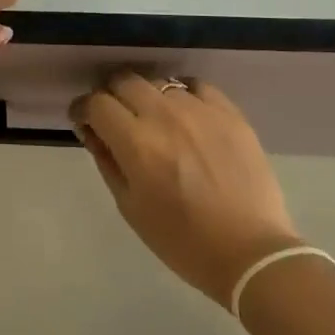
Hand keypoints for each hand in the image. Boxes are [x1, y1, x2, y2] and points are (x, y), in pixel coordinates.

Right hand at [71, 73, 300, 304]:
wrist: (251, 253)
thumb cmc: (182, 240)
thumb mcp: (130, 207)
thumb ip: (107, 161)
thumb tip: (92, 131)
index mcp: (136, 143)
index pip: (96, 103)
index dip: (83, 109)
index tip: (84, 121)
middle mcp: (165, 117)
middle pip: (124, 81)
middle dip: (111, 96)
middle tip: (115, 118)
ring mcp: (201, 111)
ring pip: (159, 82)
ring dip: (147, 96)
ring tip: (153, 119)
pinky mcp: (230, 113)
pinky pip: (196, 86)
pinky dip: (182, 94)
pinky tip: (185, 114)